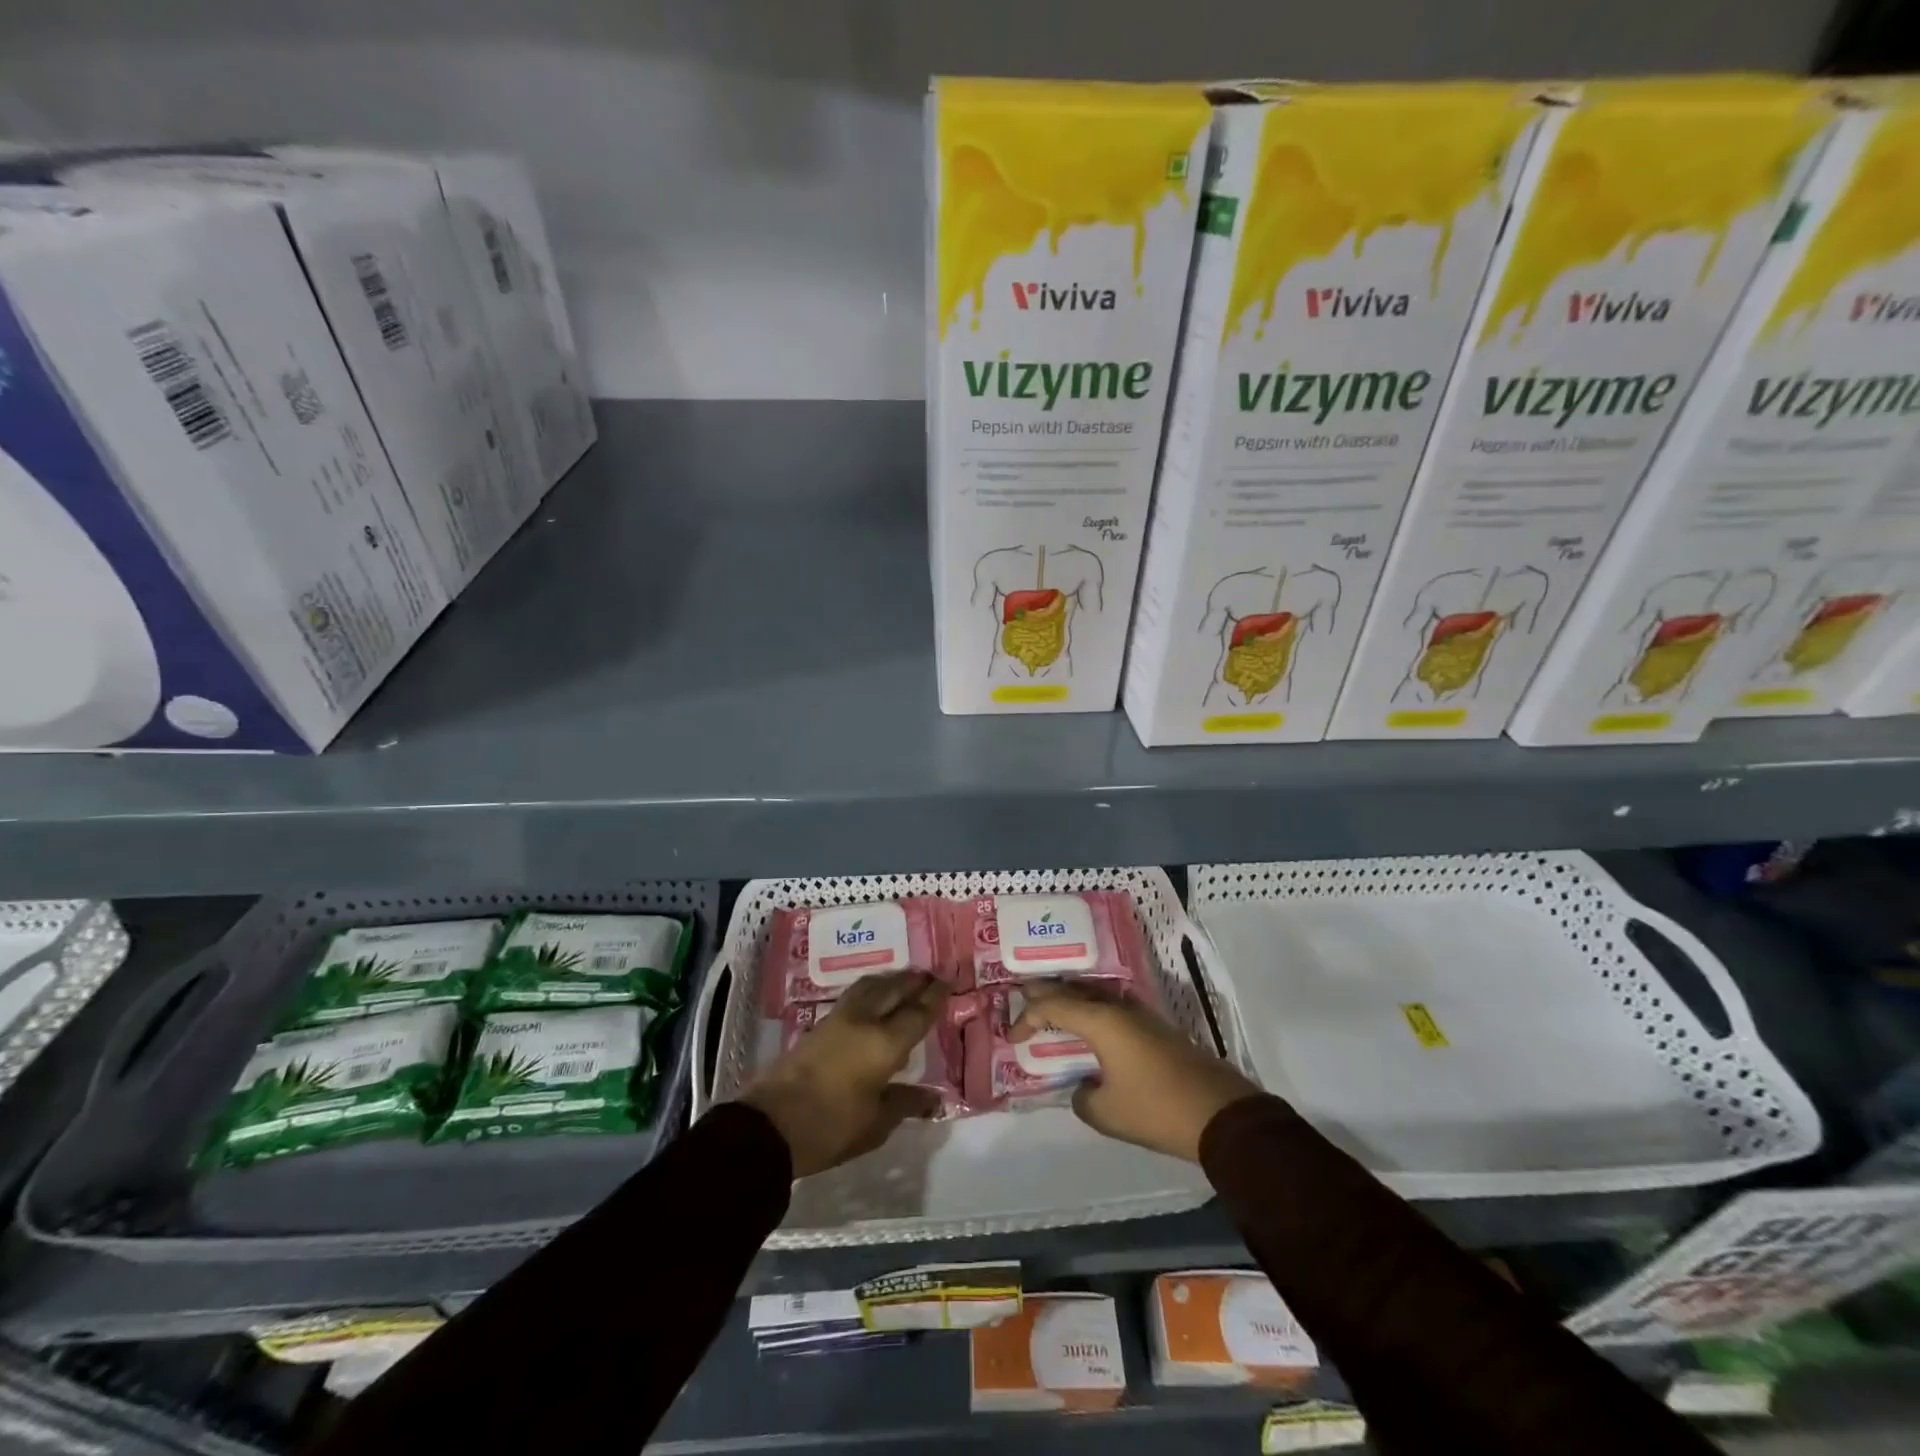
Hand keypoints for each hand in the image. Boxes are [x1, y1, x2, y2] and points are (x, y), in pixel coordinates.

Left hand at [740, 971, 948, 1177]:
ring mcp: (838, 1020)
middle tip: (930, 975)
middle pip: (893, 990)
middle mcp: (864, 1021)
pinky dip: (871, 989)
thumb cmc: (830, 1128)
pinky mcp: (818, 1026)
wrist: (770, 1125)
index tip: (947, 981)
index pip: (916, 1013)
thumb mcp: (875, 1124)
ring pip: (870, 986)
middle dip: (913, 981)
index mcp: (884, 1044)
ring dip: (890, 980)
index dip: (934, 997)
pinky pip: (854, 995)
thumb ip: (905, 1104)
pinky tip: (873, 999)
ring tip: (903, 981)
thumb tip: (932, 1098)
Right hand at [1011, 980, 1259, 1161]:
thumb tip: (1083, 1088)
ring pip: (1096, 996)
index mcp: (1100, 1020)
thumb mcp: (1105, 1112)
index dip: (1028, 1017)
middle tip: (1022, 995)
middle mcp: (1118, 1008)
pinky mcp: (1156, 1028)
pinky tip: (1090, 1026)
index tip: (1012, 1037)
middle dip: (1046, 993)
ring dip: (1072, 999)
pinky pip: (1113, 1009)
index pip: (1052, 1006)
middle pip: (1074, 990)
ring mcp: (1141, 1015)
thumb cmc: (1155, 1108)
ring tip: (1052, 1006)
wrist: (1219, 1114)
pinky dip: (1092, 1012)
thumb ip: (1082, 1097)